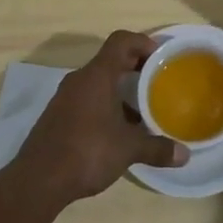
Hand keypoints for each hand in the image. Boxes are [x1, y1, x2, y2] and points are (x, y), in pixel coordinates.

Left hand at [7, 31, 187, 209]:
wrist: (37, 181)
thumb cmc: (86, 152)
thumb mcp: (127, 150)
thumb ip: (157, 148)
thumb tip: (185, 155)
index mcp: (97, 75)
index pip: (121, 41)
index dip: (142, 42)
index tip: (159, 57)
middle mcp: (80, 79)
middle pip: (110, 59)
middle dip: (135, 67)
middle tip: (156, 81)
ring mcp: (65, 97)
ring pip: (98, 81)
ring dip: (119, 88)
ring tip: (140, 108)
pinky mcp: (57, 116)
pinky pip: (86, 98)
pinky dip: (104, 104)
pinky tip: (116, 130)